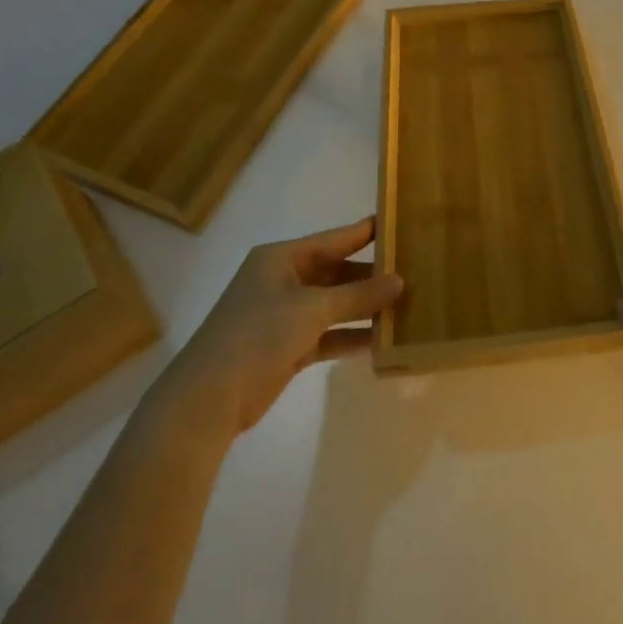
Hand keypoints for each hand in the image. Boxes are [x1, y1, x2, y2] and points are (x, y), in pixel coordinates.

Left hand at [145, 218, 402, 449]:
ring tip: (407, 306)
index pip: (334, 238)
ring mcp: (285, 315)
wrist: (208, 398)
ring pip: (335, 304)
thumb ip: (358, 295)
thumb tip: (400, 281)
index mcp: (281, 258)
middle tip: (414, 272)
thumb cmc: (257, 335)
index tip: (401, 224)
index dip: (366, 232)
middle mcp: (284, 280)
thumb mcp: (312, 309)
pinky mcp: (288, 346)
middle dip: (372, 275)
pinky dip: (351, 335)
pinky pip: (328, 333)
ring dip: (365, 307)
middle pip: (337, 272)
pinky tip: (382, 340)